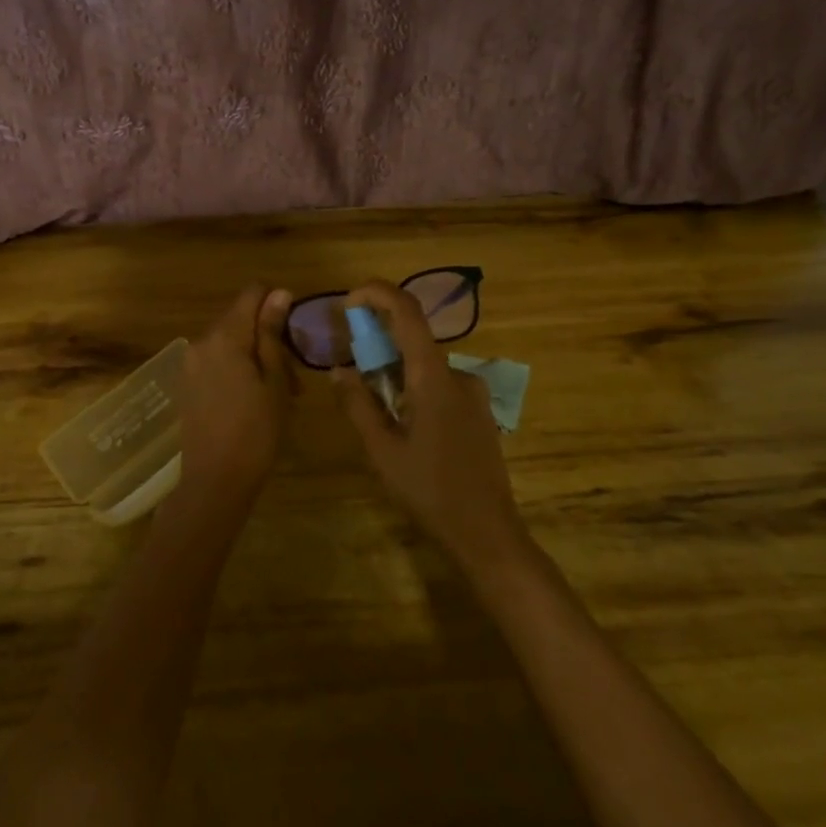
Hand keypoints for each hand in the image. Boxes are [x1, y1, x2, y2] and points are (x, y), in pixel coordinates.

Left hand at [169, 284, 294, 517]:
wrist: (215, 480)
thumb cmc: (256, 431)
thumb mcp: (274, 380)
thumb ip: (272, 334)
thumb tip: (279, 293)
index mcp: (224, 336)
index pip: (252, 293)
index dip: (277, 303)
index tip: (293, 333)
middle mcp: (201, 341)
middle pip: (241, 319)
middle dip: (269, 338)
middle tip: (293, 379)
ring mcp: (190, 363)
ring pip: (230, 343)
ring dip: (256, 357)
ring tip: (279, 394)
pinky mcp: (187, 383)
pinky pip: (217, 362)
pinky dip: (238, 370)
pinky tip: (254, 401)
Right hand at [331, 280, 528, 572]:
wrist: (487, 533)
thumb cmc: (429, 490)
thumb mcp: (382, 449)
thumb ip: (358, 404)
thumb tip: (338, 369)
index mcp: (434, 377)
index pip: (407, 313)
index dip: (378, 294)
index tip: (349, 300)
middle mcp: (458, 375)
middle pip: (414, 340)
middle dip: (378, 343)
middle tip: (351, 370)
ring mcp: (473, 394)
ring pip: (425, 366)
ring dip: (395, 373)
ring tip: (374, 409)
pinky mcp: (479, 412)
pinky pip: (440, 384)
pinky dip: (414, 388)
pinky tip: (404, 425)